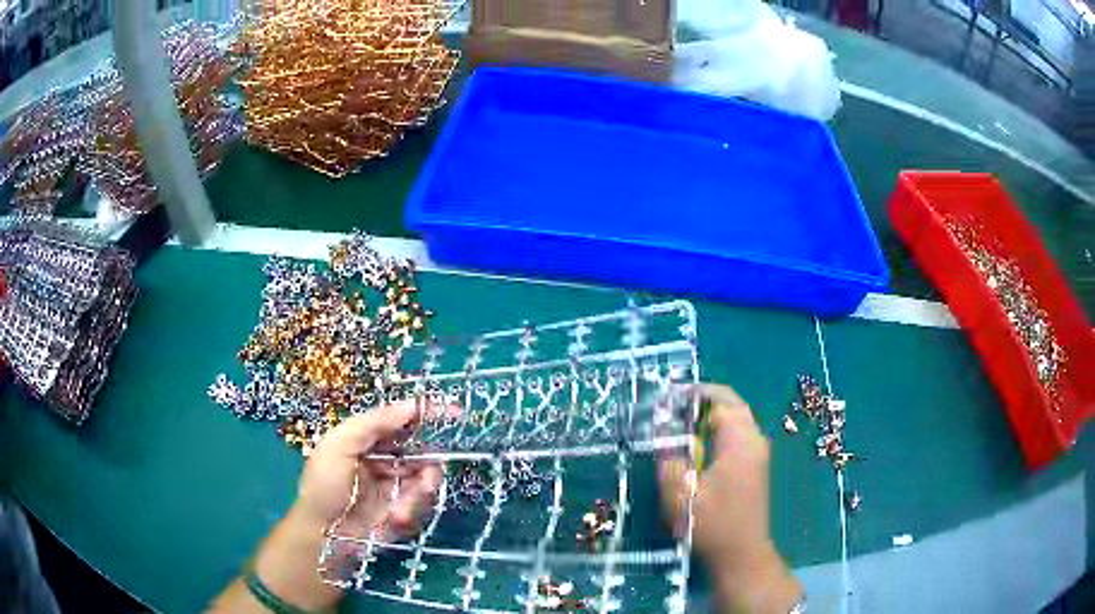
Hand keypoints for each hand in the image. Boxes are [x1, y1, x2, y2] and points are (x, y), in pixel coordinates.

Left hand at [295, 401, 442, 540]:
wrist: (323, 537)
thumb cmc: (325, 486)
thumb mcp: (339, 446)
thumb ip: (372, 423)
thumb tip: (411, 406)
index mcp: (367, 440)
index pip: (400, 421)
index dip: (424, 415)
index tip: (453, 412)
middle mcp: (384, 460)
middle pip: (421, 451)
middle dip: (429, 463)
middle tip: (427, 479)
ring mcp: (395, 487)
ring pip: (426, 479)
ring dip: (420, 493)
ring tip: (401, 510)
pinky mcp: (403, 511)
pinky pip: (422, 504)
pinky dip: (412, 510)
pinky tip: (394, 519)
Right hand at [659, 384, 800, 613]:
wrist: (741, 555)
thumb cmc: (711, 525)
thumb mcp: (680, 496)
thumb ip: (669, 459)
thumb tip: (661, 431)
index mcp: (740, 442)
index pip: (720, 400)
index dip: (693, 393)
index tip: (666, 397)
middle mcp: (754, 440)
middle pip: (731, 405)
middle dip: (702, 400)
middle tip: (672, 407)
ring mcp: (758, 453)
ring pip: (735, 419)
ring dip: (710, 415)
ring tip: (680, 423)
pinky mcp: (755, 466)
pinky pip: (737, 435)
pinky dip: (717, 430)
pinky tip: (697, 445)